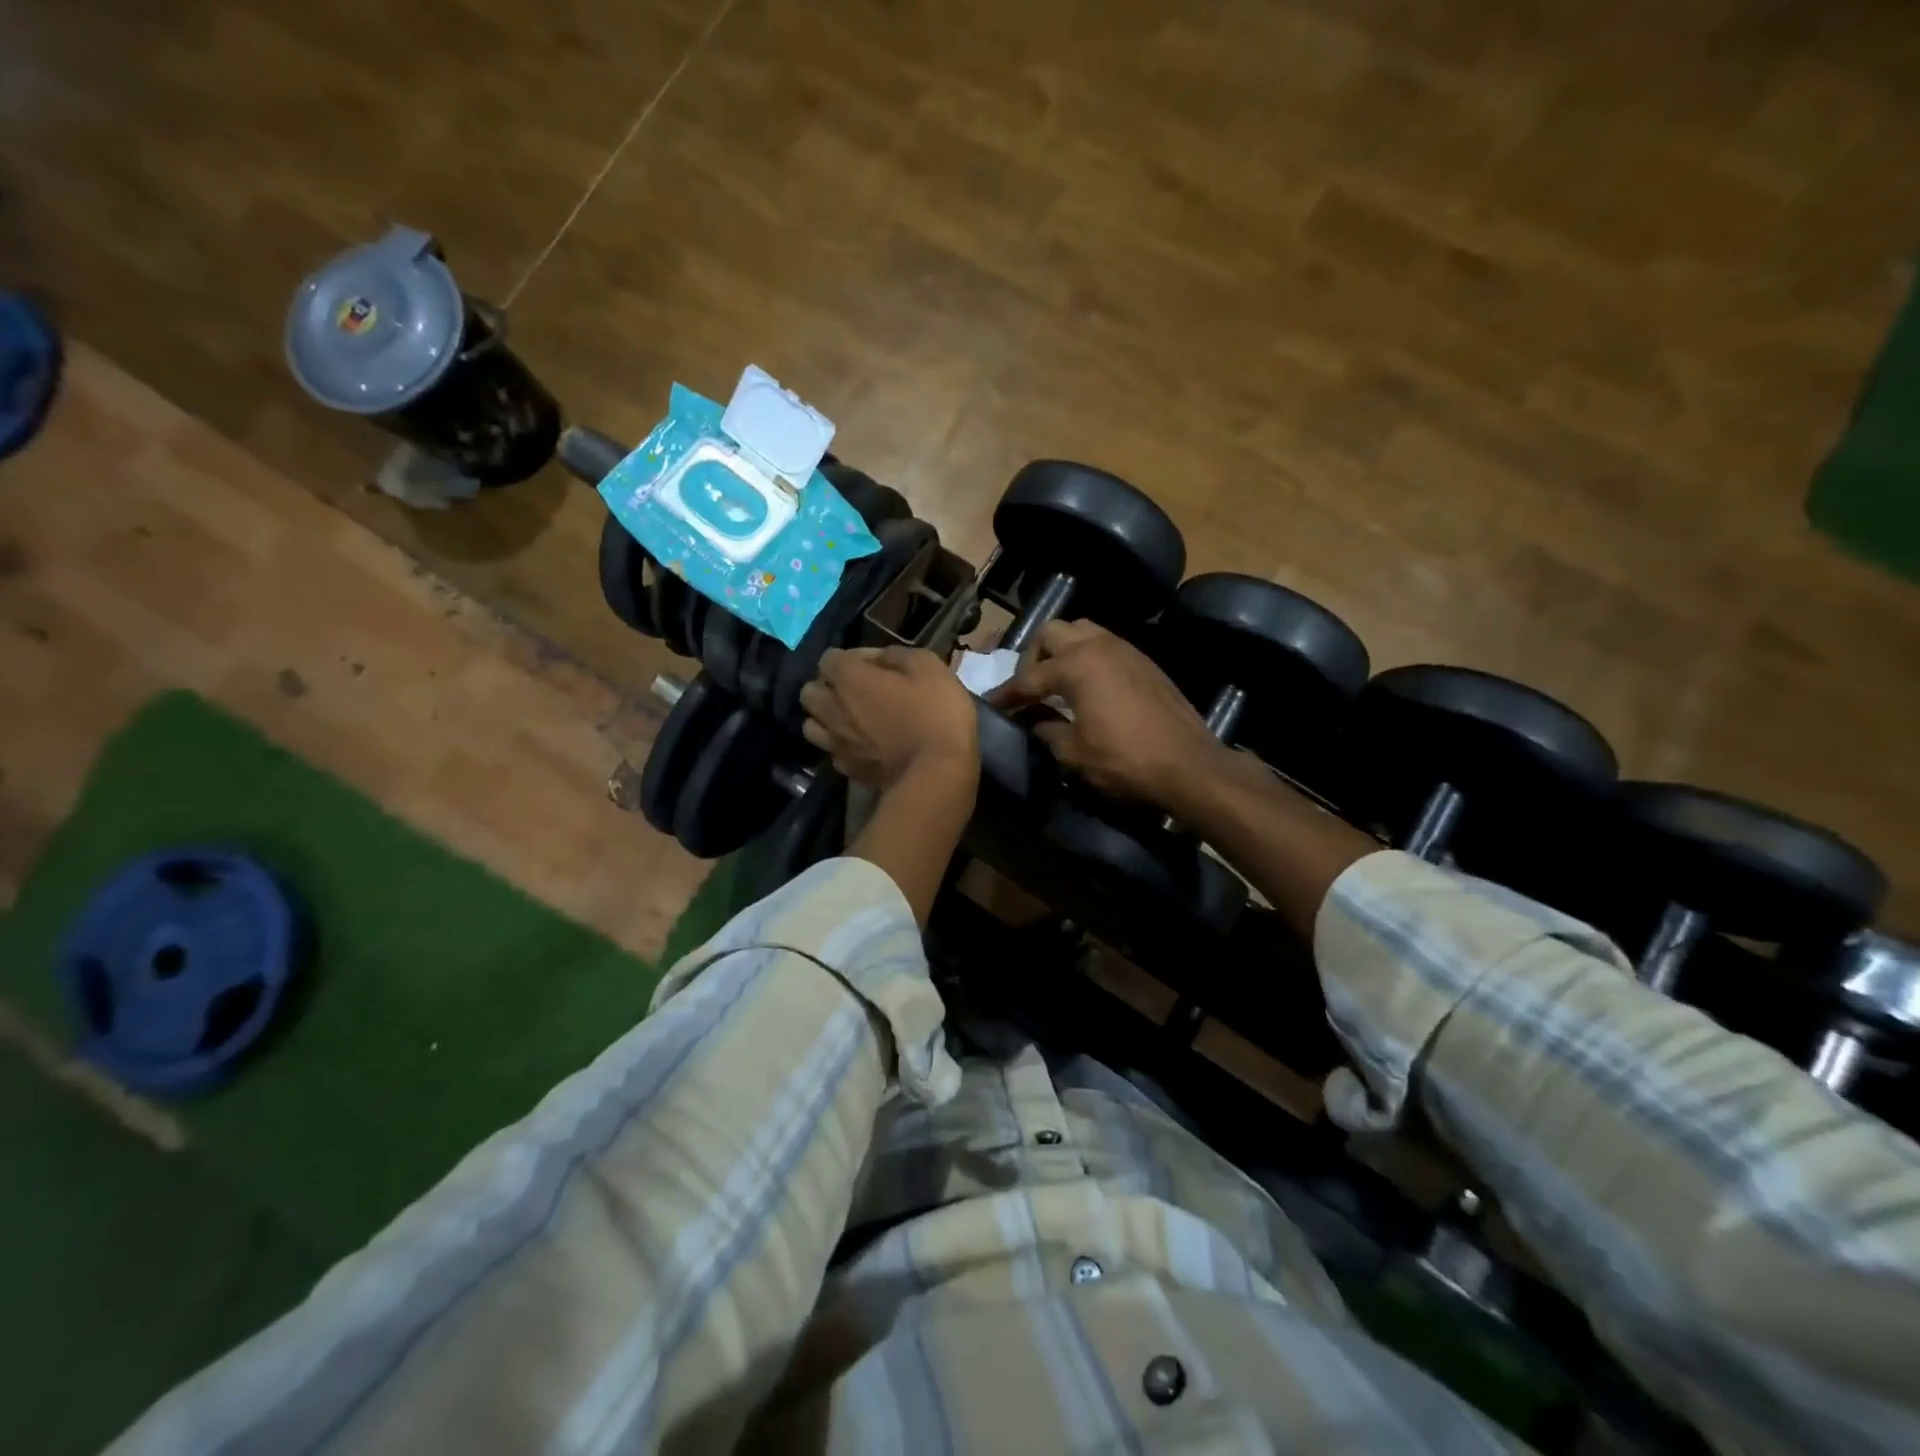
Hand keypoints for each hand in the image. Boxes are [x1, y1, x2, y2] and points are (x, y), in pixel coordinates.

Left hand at [799, 646, 979, 790]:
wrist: (937, 774)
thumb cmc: (936, 714)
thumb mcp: (928, 667)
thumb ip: (898, 655)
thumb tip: (881, 658)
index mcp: (850, 679)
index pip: (828, 659)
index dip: (852, 658)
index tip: (878, 665)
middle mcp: (833, 709)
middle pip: (809, 692)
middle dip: (827, 687)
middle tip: (856, 691)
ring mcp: (837, 743)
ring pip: (811, 725)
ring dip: (825, 718)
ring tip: (851, 720)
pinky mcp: (848, 770)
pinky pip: (832, 752)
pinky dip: (841, 746)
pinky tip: (862, 747)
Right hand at [987, 620, 1222, 807]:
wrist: (1189, 764)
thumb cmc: (1125, 760)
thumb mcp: (1073, 753)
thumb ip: (1047, 729)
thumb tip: (1036, 720)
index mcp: (1075, 665)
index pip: (1028, 677)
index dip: (1006, 694)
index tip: (991, 705)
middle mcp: (1098, 645)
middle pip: (1051, 633)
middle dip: (1032, 657)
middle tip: (1029, 687)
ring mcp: (1125, 649)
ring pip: (1081, 630)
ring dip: (1062, 649)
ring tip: (1057, 680)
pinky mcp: (1144, 661)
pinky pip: (1105, 644)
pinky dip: (1087, 656)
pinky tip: (1088, 685)